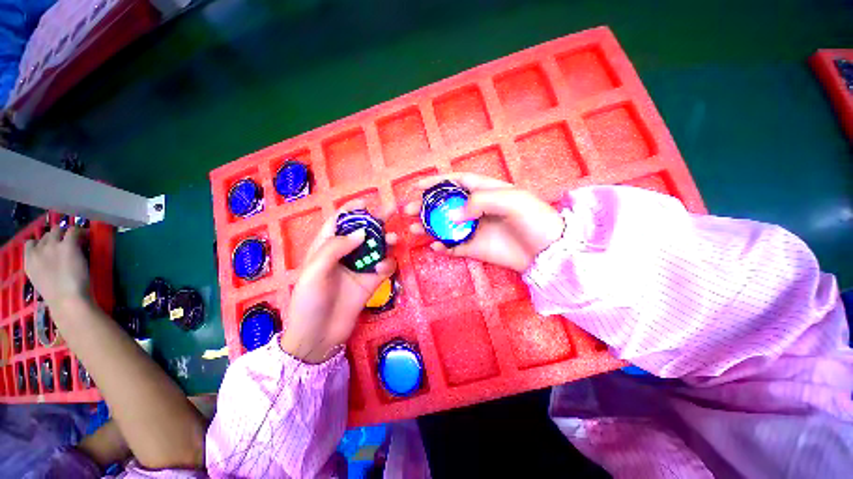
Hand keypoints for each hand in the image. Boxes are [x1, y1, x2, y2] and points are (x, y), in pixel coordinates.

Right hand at [24, 226, 90, 312]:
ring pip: (57, 229)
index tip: (50, 246)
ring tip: (75, 238)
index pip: (30, 243)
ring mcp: (52, 246)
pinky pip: (73, 230)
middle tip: (65, 242)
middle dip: (55, 237)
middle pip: (45, 235)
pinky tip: (85, 235)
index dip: (41, 243)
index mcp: (28, 262)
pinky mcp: (68, 245)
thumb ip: (41, 267)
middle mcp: (38, 251)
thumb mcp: (40, 280)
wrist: (66, 298)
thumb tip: (49, 262)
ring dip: (65, 232)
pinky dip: (79, 231)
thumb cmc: (56, 296)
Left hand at [281, 201, 397, 363]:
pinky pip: (385, 267)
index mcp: (326, 247)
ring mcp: (360, 268)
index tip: (366, 202)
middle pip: (363, 231)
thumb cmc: (308, 302)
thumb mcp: (314, 271)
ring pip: (378, 247)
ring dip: (386, 241)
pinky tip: (382, 269)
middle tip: (392, 210)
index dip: (351, 210)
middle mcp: (345, 254)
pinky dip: (387, 264)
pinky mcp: (372, 282)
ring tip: (393, 239)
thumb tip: (362, 232)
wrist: (318, 337)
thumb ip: (336, 247)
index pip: (339, 222)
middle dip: (377, 220)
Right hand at [404, 173, 563, 271]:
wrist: (548, 252)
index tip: (417, 185)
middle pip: (445, 205)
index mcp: (485, 191)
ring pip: (445, 226)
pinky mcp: (475, 248)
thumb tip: (453, 214)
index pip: (456, 182)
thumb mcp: (511, 200)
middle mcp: (476, 209)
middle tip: (408, 210)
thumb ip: (480, 201)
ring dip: (428, 227)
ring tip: (413, 229)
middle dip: (425, 206)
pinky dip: (443, 247)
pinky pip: (454, 247)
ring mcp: (474, 230)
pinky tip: (434, 247)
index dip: (436, 182)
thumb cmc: (533, 219)